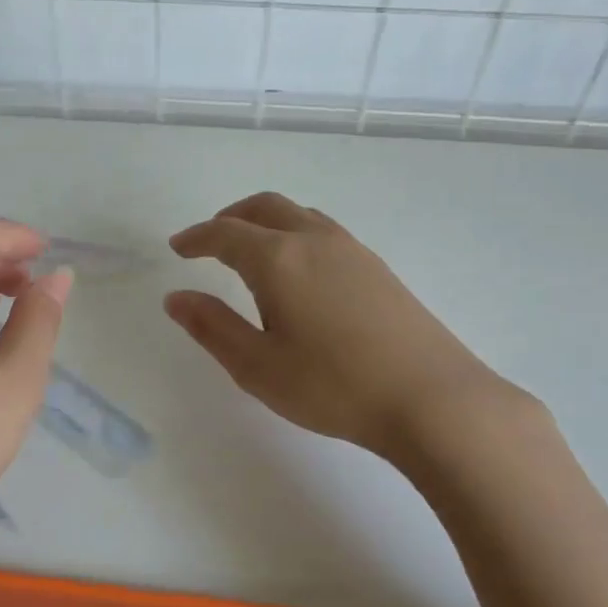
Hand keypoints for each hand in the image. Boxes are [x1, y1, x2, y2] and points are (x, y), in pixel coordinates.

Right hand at [165, 192, 533, 461]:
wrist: (431, 398)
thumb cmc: (333, 387)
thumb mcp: (257, 366)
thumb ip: (212, 327)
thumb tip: (175, 297)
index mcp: (278, 260)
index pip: (225, 234)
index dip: (196, 237)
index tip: (177, 247)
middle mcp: (314, 241)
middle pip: (264, 207)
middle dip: (230, 218)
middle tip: (209, 241)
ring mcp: (352, 250)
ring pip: (298, 215)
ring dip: (266, 223)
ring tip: (251, 253)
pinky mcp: (378, 268)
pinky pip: (323, 232)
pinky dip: (295, 235)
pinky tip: (299, 272)